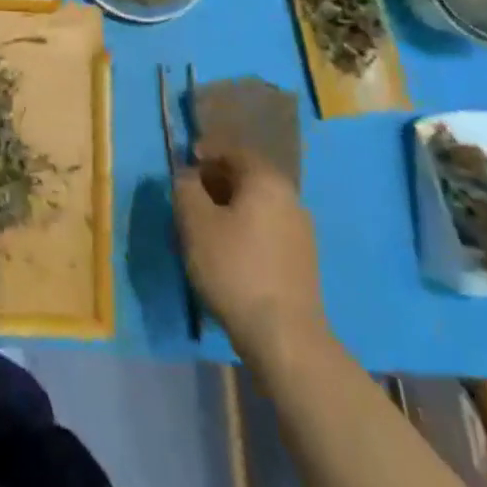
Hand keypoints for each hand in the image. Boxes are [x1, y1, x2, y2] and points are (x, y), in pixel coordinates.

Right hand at [173, 147, 328, 359]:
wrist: (284, 336)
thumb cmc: (234, 267)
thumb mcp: (194, 222)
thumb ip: (185, 188)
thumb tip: (187, 176)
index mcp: (267, 180)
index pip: (234, 150)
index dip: (206, 151)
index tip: (184, 163)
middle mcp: (290, 197)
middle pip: (247, 177)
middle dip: (215, 181)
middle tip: (189, 196)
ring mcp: (301, 231)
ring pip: (257, 205)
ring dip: (229, 207)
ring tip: (203, 226)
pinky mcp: (302, 261)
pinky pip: (266, 229)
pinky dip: (244, 229)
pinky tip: (227, 252)